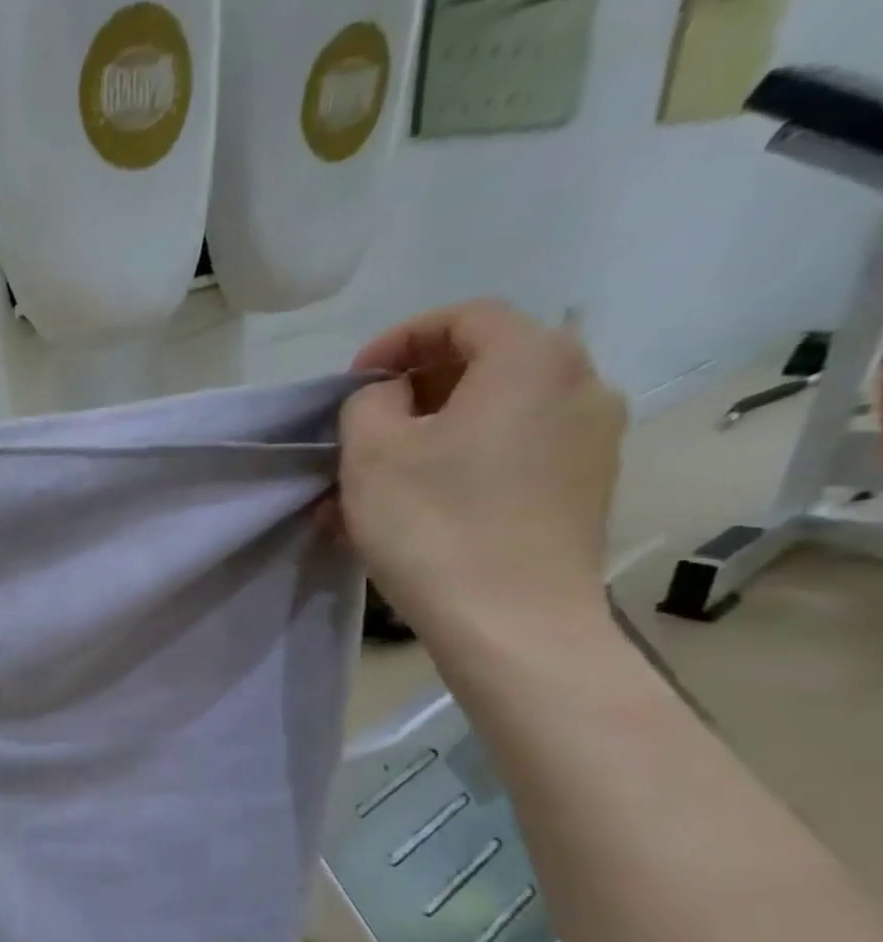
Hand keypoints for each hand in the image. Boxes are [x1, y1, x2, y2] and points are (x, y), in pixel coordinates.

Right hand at [341, 300, 626, 653]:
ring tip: (370, 483)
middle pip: (482, 365)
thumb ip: (369, 402)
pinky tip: (409, 509)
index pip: (463, 318)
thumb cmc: (434, 525)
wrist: (511, 623)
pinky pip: (507, 457)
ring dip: (425, 438)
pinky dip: (456, 467)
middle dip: (410, 393)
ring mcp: (589, 442)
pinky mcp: (581, 491)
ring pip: (490, 418)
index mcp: (533, 360)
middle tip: (358, 432)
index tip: (353, 384)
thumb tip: (390, 399)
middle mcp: (579, 386)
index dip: (398, 340)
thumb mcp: (372, 451)